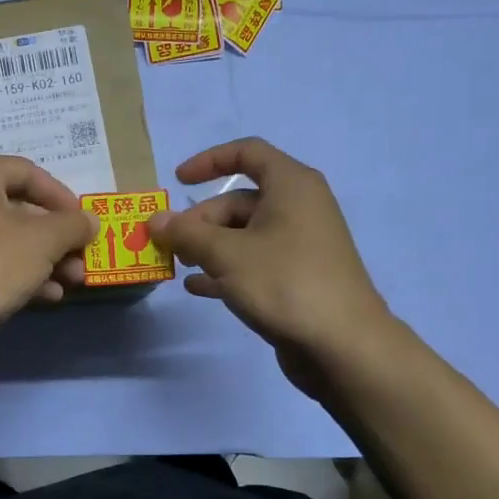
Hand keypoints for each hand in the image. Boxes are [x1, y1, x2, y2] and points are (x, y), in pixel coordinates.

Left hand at [0, 155, 98, 368]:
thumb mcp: (43, 240)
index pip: (27, 172)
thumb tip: (90, 221)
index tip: (85, 222)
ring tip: (73, 281)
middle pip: (18, 208)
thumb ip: (73, 225)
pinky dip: (19, 274)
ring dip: (44, 258)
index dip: (62, 196)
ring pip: (6, 239)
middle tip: (83, 257)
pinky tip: (47, 296)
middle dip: (56, 235)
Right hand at [150, 138, 394, 396]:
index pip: (247, 153)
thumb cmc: (285, 283)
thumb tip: (155, 219)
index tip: (177, 181)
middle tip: (171, 245)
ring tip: (179, 266)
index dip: (209, 161)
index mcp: (291, 186)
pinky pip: (254, 262)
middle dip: (200, 220)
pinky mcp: (298, 277)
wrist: (343, 345)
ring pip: (244, 234)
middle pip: (238, 201)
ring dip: (208, 246)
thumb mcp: (227, 254)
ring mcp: (300, 245)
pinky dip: (225, 269)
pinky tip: (198, 287)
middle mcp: (298, 208)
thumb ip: (187, 233)